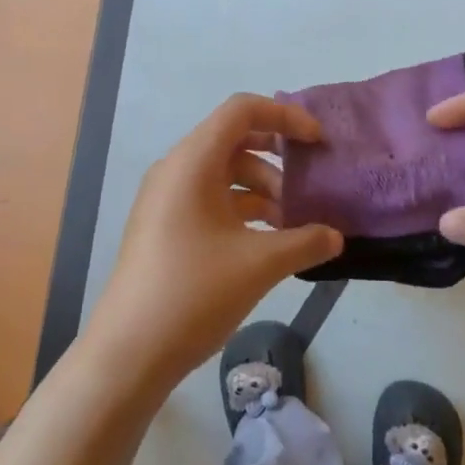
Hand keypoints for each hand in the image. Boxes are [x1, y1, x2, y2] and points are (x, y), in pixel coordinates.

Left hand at [89, 94, 343, 387]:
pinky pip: (209, 199)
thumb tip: (337, 238)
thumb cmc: (193, 293)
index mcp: (192, 161)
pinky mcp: (164, 226)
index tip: (317, 142)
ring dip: (261, 189)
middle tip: (309, 181)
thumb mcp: (259, 265)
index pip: (241, 110)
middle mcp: (176, 169)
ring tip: (292, 225)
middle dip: (276, 157)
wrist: (128, 353)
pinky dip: (241, 209)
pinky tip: (267, 241)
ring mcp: (166, 199)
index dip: (284, 116)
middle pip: (233, 139)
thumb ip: (305, 243)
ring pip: (223, 173)